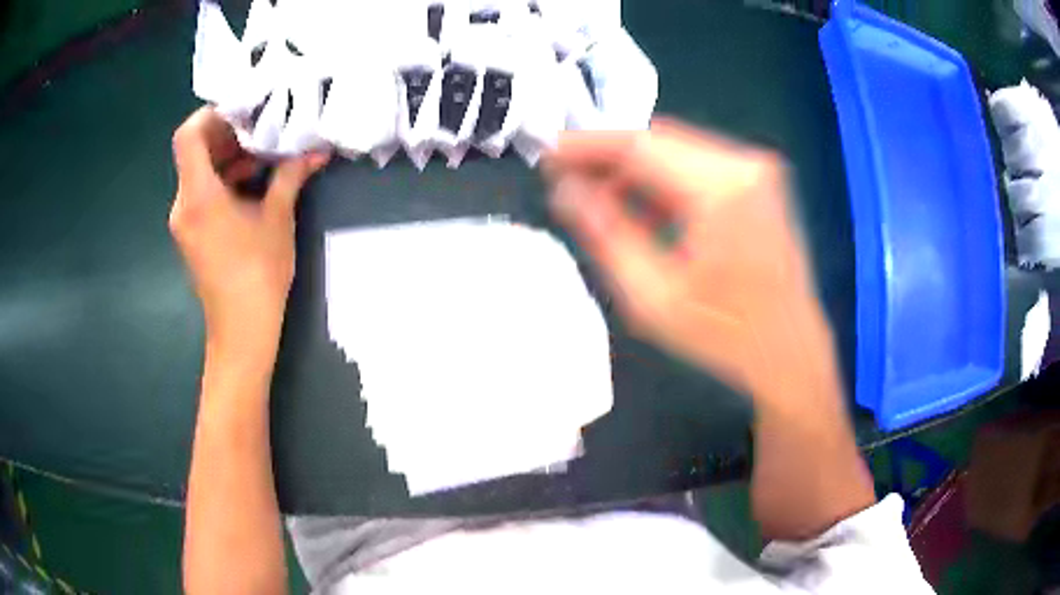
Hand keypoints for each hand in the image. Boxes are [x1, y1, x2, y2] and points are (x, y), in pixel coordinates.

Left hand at [170, 107, 328, 363]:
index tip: (242, 110)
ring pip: (198, 172)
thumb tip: (315, 151)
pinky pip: (201, 193)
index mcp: (199, 196)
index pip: (188, 136)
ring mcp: (184, 221)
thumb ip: (290, 176)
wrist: (242, 330)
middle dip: (226, 134)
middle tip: (261, 128)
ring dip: (227, 158)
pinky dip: (222, 181)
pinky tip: (250, 184)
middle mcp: (183, 204)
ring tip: (262, 157)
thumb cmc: (258, 274)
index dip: (211, 115)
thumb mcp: (277, 219)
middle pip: (194, 151)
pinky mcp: (191, 235)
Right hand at [547, 119, 830, 400]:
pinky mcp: (758, 179)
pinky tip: (639, 202)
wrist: (790, 349)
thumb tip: (565, 190)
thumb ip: (606, 233)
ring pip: (675, 147)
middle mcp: (745, 164)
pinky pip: (696, 163)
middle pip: (658, 139)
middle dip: (607, 155)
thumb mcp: (653, 296)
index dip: (586, 145)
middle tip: (564, 177)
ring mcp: (757, 168)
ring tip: (596, 194)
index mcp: (723, 190)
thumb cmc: (725, 335)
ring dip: (633, 167)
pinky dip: (663, 177)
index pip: (639, 145)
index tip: (545, 153)